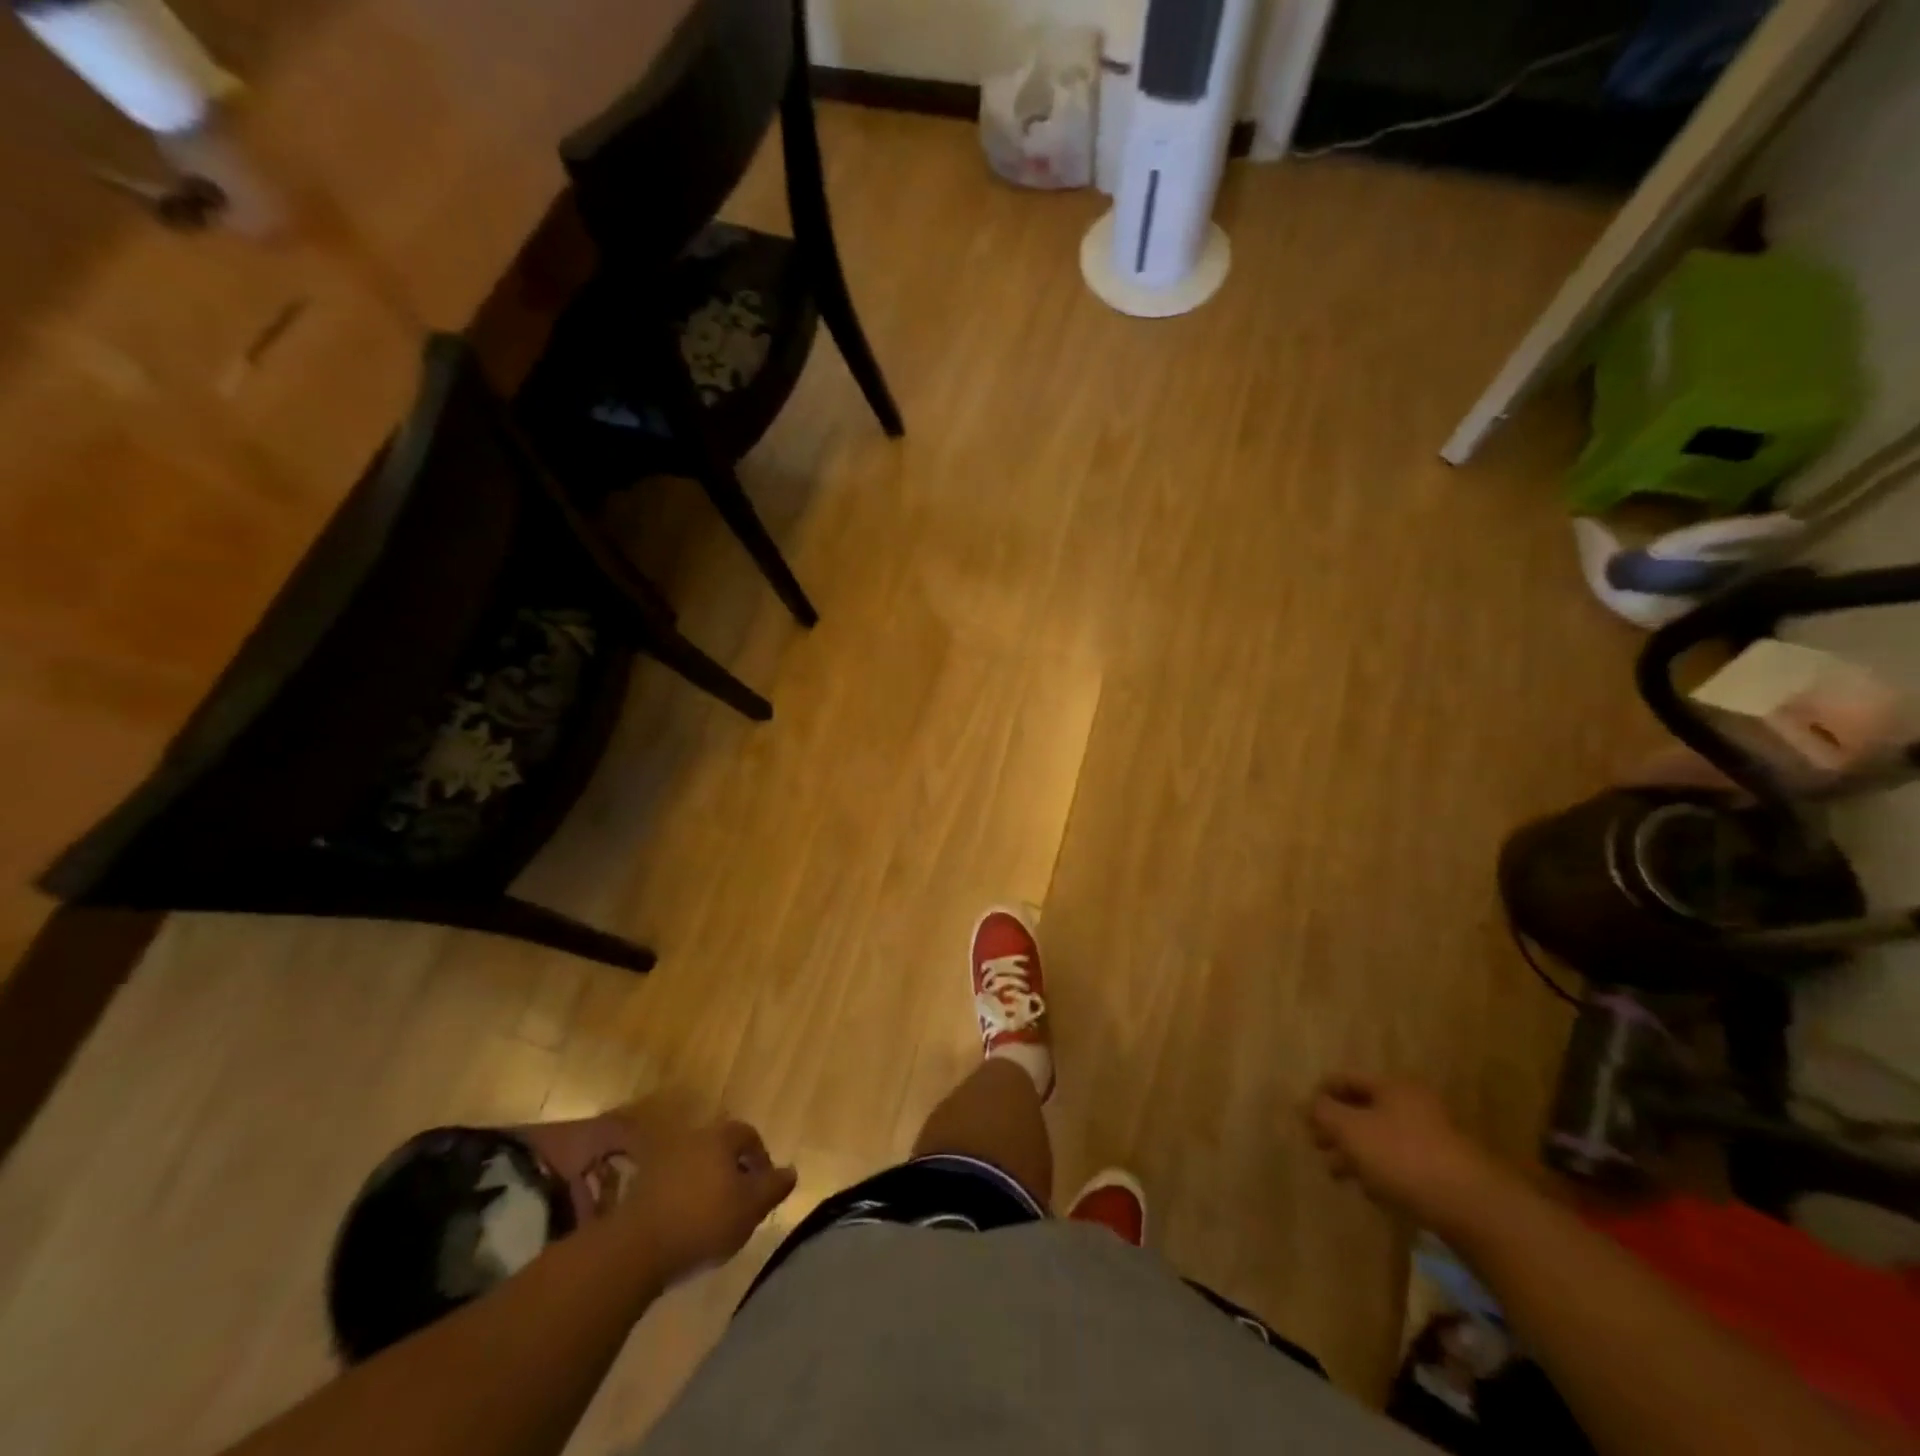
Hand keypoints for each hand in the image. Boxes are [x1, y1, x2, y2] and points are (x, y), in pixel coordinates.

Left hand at [618, 1113, 796, 1282]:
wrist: (636, 1247)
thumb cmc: (703, 1221)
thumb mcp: (750, 1207)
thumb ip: (774, 1187)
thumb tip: (791, 1171)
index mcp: (720, 1138)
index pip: (749, 1135)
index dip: (761, 1158)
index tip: (765, 1186)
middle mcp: (692, 1138)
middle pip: (721, 1148)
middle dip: (734, 1171)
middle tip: (741, 1201)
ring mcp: (663, 1160)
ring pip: (697, 1166)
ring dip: (708, 1185)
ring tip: (714, 1216)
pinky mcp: (642, 1185)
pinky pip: (674, 1184)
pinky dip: (685, 1198)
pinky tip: (687, 1224)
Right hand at [1306, 1076, 1501, 1229]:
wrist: (1475, 1209)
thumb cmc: (1404, 1158)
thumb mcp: (1351, 1130)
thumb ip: (1323, 1113)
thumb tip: (1309, 1104)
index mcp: (1392, 1087)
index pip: (1344, 1080)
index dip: (1320, 1095)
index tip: (1304, 1119)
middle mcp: (1414, 1105)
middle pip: (1363, 1110)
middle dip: (1337, 1129)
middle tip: (1318, 1148)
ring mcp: (1433, 1139)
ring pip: (1381, 1139)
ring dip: (1356, 1154)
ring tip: (1339, 1175)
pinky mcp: (1444, 1171)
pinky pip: (1401, 1163)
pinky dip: (1381, 1172)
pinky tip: (1372, 1192)